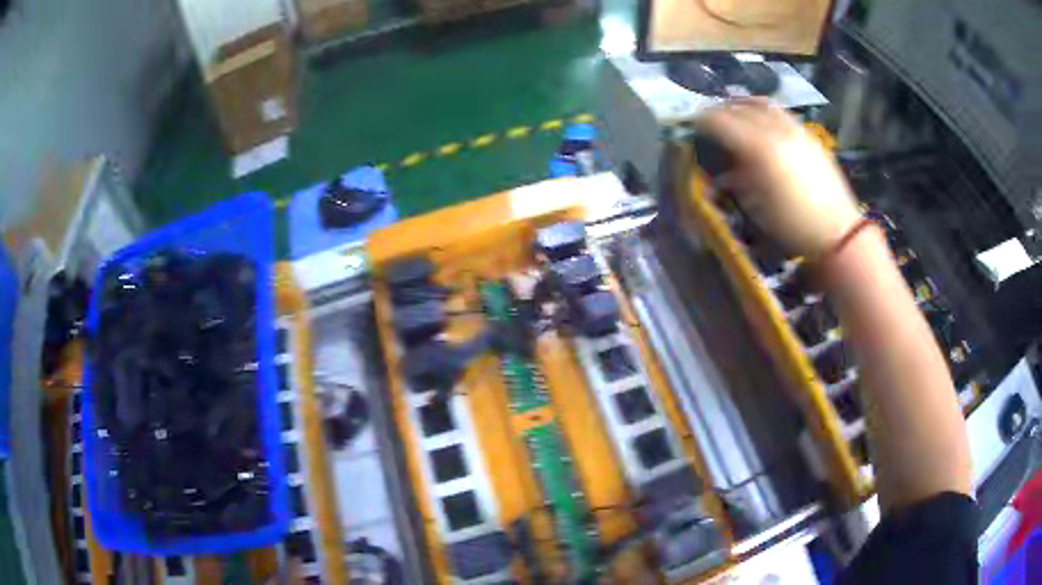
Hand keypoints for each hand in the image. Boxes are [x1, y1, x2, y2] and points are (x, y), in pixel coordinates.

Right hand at [695, 100, 860, 258]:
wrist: (837, 232)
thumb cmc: (793, 226)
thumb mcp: (757, 207)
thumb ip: (738, 181)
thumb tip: (724, 171)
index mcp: (760, 150)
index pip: (723, 122)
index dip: (704, 121)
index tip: (693, 124)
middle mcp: (776, 132)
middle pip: (741, 109)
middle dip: (721, 111)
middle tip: (710, 119)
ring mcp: (796, 131)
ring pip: (763, 104)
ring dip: (744, 105)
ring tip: (734, 111)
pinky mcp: (809, 136)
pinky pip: (782, 113)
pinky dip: (766, 111)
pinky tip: (762, 120)